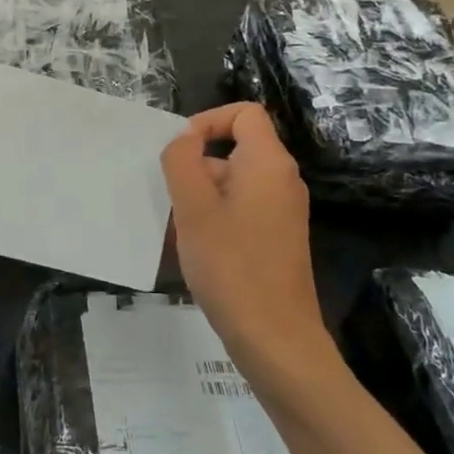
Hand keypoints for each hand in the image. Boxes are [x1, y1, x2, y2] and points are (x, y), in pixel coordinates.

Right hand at [161, 103, 323, 362]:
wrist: (276, 339)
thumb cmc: (231, 266)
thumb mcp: (193, 208)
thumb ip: (182, 161)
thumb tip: (184, 140)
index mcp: (268, 163)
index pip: (244, 113)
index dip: (209, 120)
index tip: (180, 151)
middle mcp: (282, 180)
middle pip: (236, 149)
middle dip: (197, 166)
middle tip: (171, 200)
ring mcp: (283, 212)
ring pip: (234, 183)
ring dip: (201, 197)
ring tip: (178, 230)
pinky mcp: (277, 239)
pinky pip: (242, 210)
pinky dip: (215, 218)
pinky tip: (195, 250)